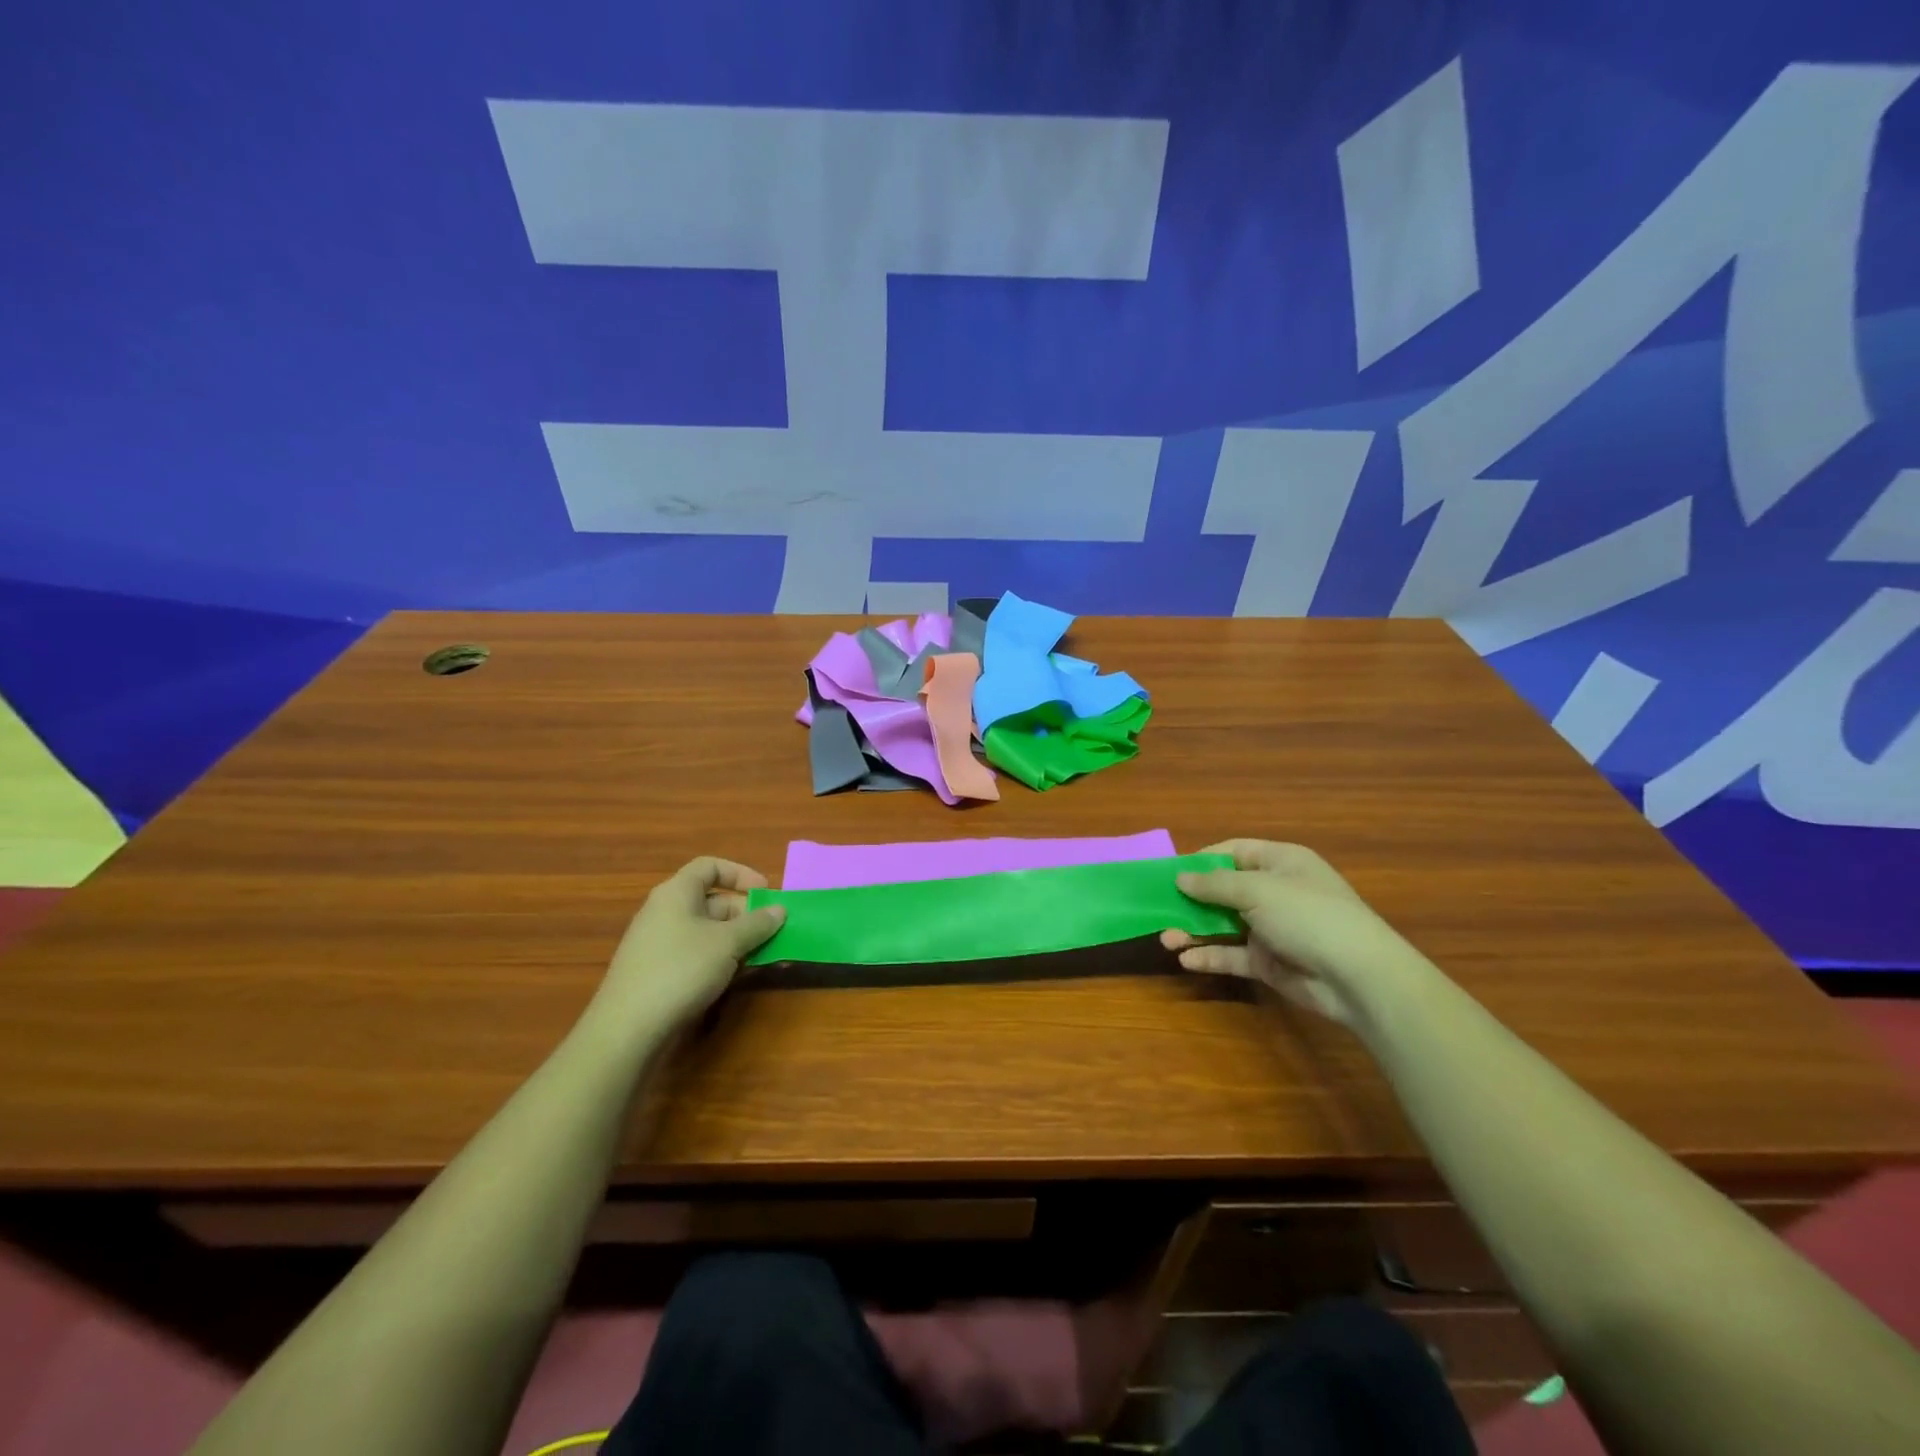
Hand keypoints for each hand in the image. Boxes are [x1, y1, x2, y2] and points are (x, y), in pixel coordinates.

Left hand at [591, 858, 785, 1030]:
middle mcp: (665, 912)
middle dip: (746, 914)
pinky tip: (737, 977)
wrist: (628, 1029)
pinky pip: (696, 953)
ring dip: (738, 940)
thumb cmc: (681, 969)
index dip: (741, 873)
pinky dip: (720, 959)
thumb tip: (779, 909)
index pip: (710, 867)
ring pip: (707, 931)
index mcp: (676, 893)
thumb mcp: (728, 943)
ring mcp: (659, 943)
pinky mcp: (658, 972)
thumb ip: (757, 923)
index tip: (766, 891)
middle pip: (712, 901)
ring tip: (763, 956)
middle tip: (773, 931)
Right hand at [1162, 840, 1427, 1026]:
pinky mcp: (1269, 962)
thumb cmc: (1308, 915)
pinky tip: (1186, 960)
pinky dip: (1209, 955)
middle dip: (1190, 901)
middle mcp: (1275, 892)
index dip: (1201, 860)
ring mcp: (1272, 929)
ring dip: (1194, 930)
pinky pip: (1232, 955)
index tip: (1169, 872)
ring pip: (1223, 925)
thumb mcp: (1257, 890)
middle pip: (1223, 891)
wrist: (1358, 976)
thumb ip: (1214, 884)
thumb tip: (1180, 877)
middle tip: (1159, 909)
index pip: (1233, 852)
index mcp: (1280, 863)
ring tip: (1165, 939)